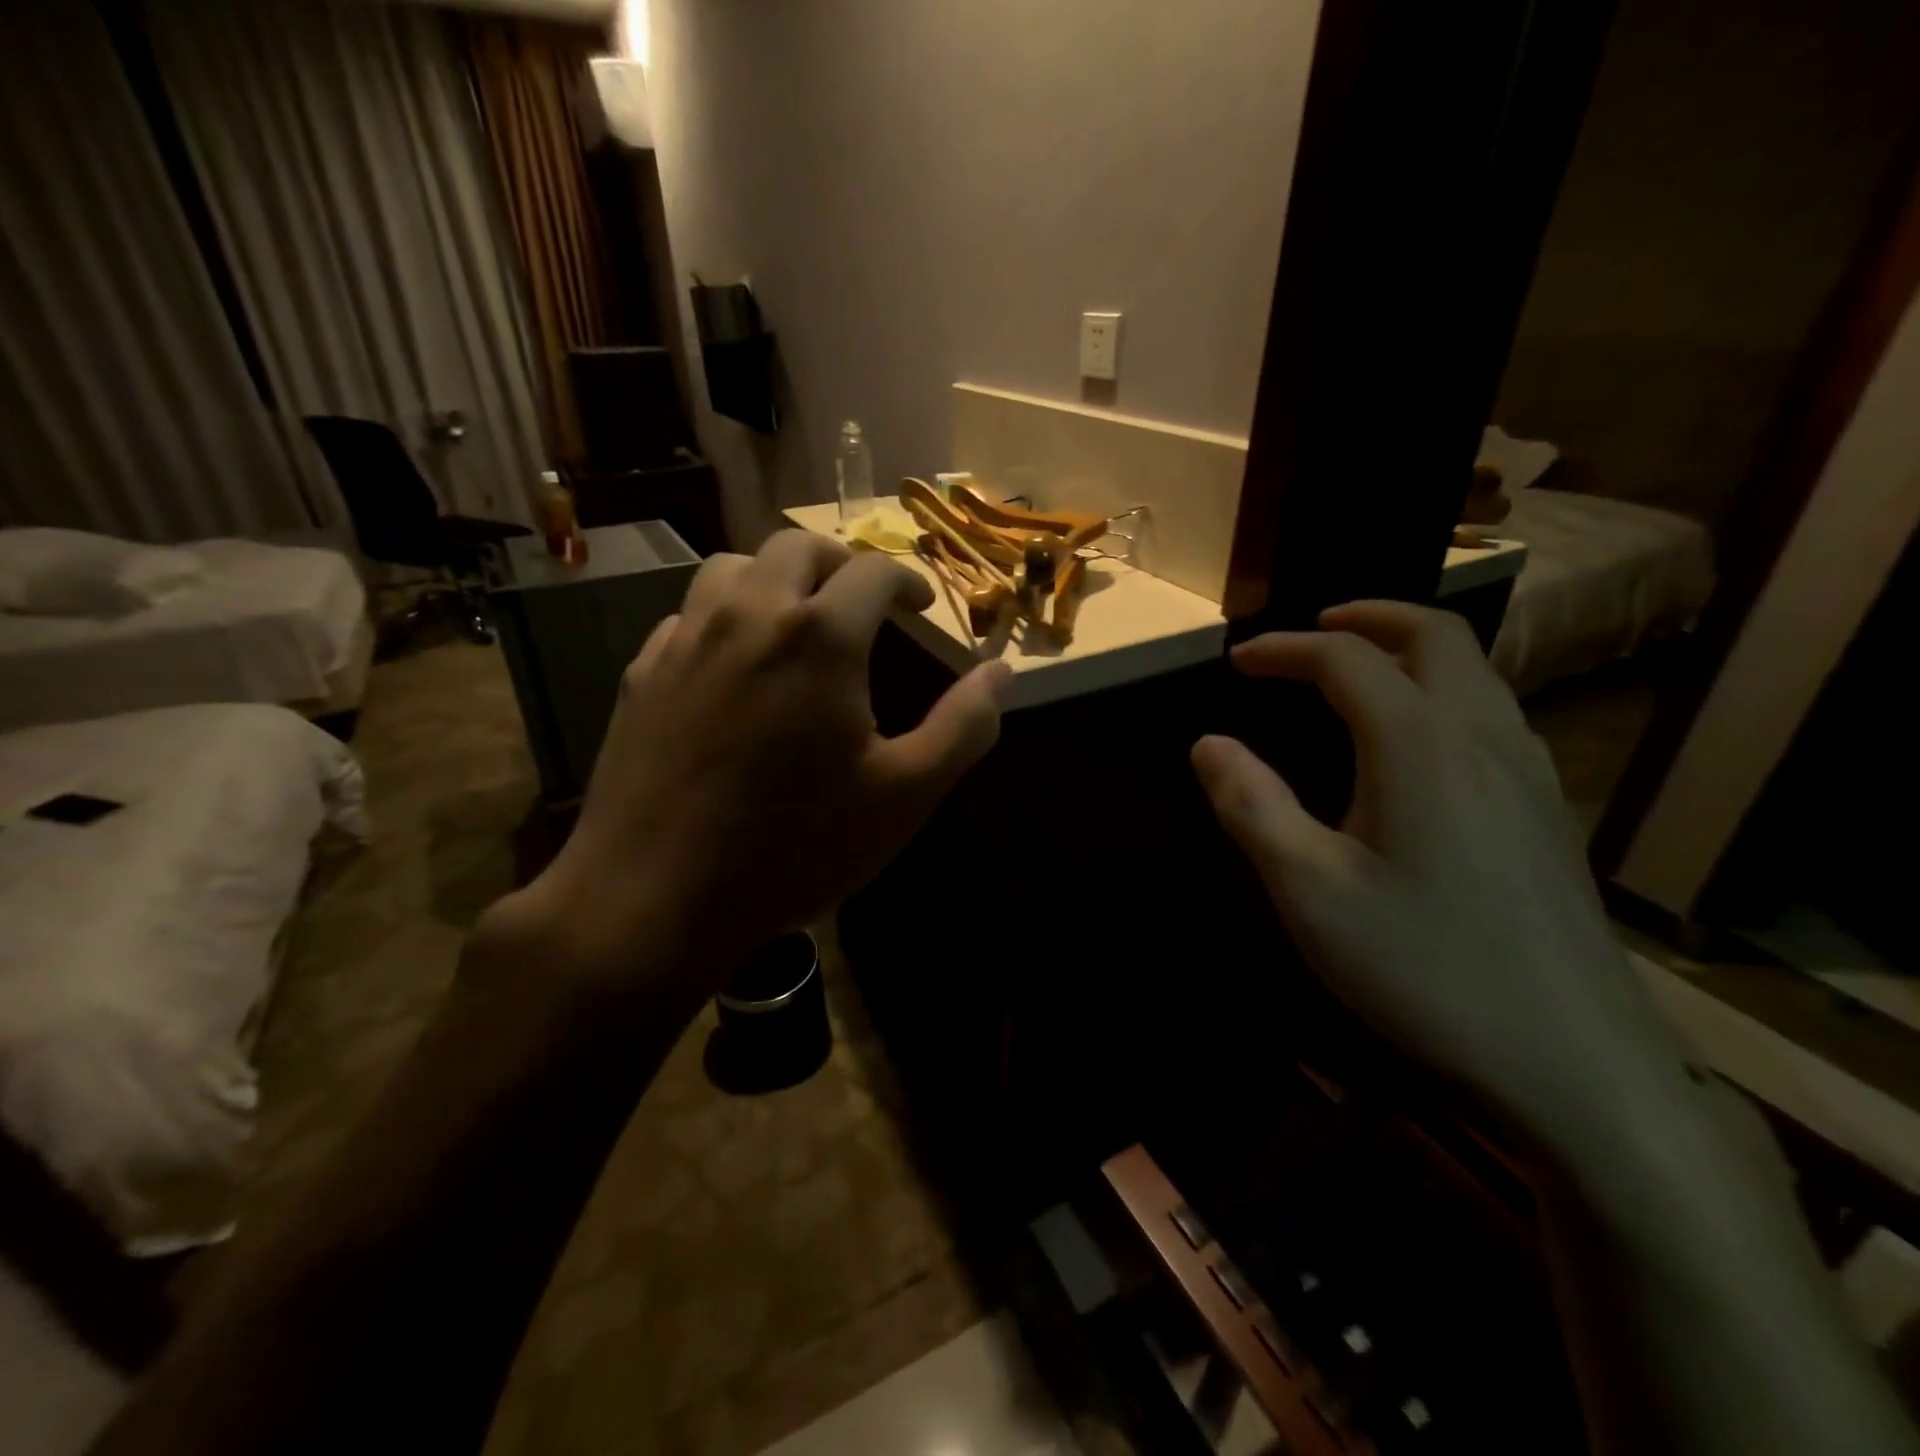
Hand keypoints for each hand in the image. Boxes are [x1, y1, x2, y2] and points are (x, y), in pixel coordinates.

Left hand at [510, 530, 1010, 988]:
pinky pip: (689, 615)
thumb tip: (1002, 673)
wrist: (657, 896)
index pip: (873, 570)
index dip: (907, 580)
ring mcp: (686, 639)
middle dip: (841, 563)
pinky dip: (724, 616)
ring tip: (797, 618)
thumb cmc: (796, 846)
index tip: (919, 605)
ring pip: (734, 567)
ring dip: (777, 577)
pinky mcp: (643, 671)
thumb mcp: (904, 795)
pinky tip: (734, 665)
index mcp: (820, 636)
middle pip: (798, 547)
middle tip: (862, 603)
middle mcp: (749, 615)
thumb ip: (963, 727)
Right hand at [1191, 601, 1683, 1140]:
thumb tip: (1208, 743)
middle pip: (1434, 637)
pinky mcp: (1549, 810)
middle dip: (1367, 617)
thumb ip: (1252, 806)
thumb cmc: (1423, 968)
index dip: (1285, 649)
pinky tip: (1417, 739)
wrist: (1575, 1060)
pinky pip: (1493, 712)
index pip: (1346, 660)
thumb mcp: (1309, 892)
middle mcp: (1484, 737)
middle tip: (1311, 629)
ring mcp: (1530, 772)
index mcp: (1420, 745)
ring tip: (1359, 670)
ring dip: (1410, 649)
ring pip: (1475, 671)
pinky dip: (1443, 689)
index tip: (1238, 660)